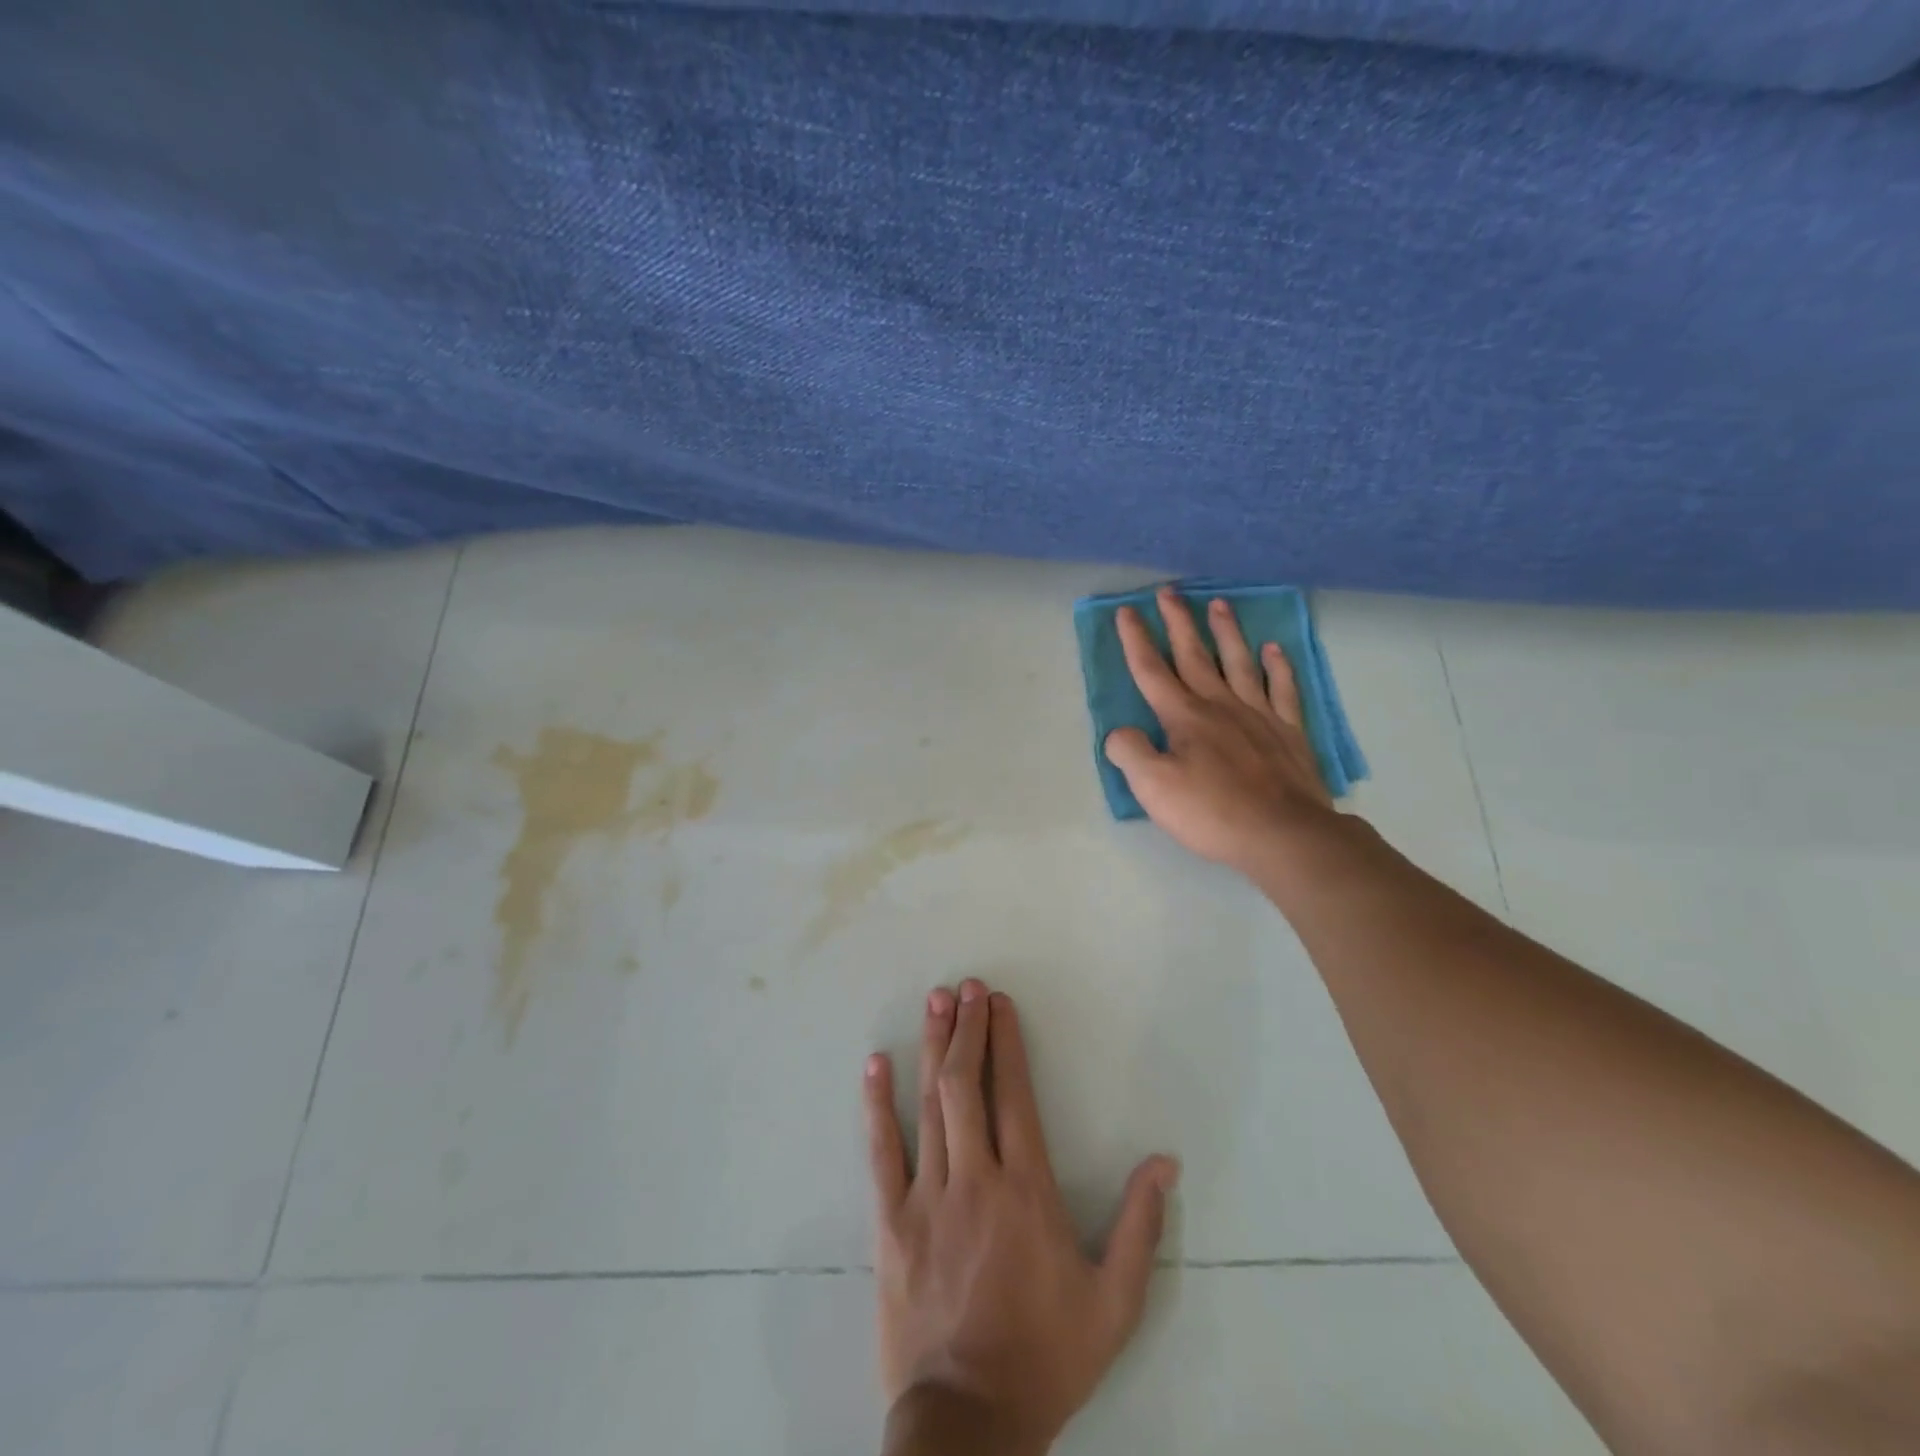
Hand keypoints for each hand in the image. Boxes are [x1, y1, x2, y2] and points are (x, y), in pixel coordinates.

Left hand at [866, 980, 1179, 1454]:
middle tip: (966, 986)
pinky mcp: (890, 1222)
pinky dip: (877, 1104)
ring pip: (930, 1105)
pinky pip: (881, 1152)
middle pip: (967, 1085)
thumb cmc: (1045, 1356)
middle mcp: (975, 1178)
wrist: (968, 1423)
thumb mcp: (1114, 1303)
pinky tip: (876, 1064)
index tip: (1000, 1003)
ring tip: (936, 1001)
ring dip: (933, 1048)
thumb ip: (1141, 1227)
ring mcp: (927, 1197)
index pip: (1015, 1095)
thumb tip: (1165, 1162)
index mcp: (1027, 1191)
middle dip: (967, 1028)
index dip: (1007, 1042)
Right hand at [1103, 586, 1339, 873]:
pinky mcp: (1288, 732)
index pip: (1152, 671)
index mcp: (1184, 717)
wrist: (1284, 834)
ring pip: (1239, 662)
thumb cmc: (1212, 812)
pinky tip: (1273, 649)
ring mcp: (1259, 715)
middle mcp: (1220, 705)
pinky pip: (1283, 689)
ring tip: (1219, 603)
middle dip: (1178, 622)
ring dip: (1226, 632)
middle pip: (1194, 655)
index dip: (1136, 640)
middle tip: (1168, 591)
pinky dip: (1278, 666)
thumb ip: (1130, 753)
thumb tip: (1119, 733)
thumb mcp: (1153, 788)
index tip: (1126, 611)